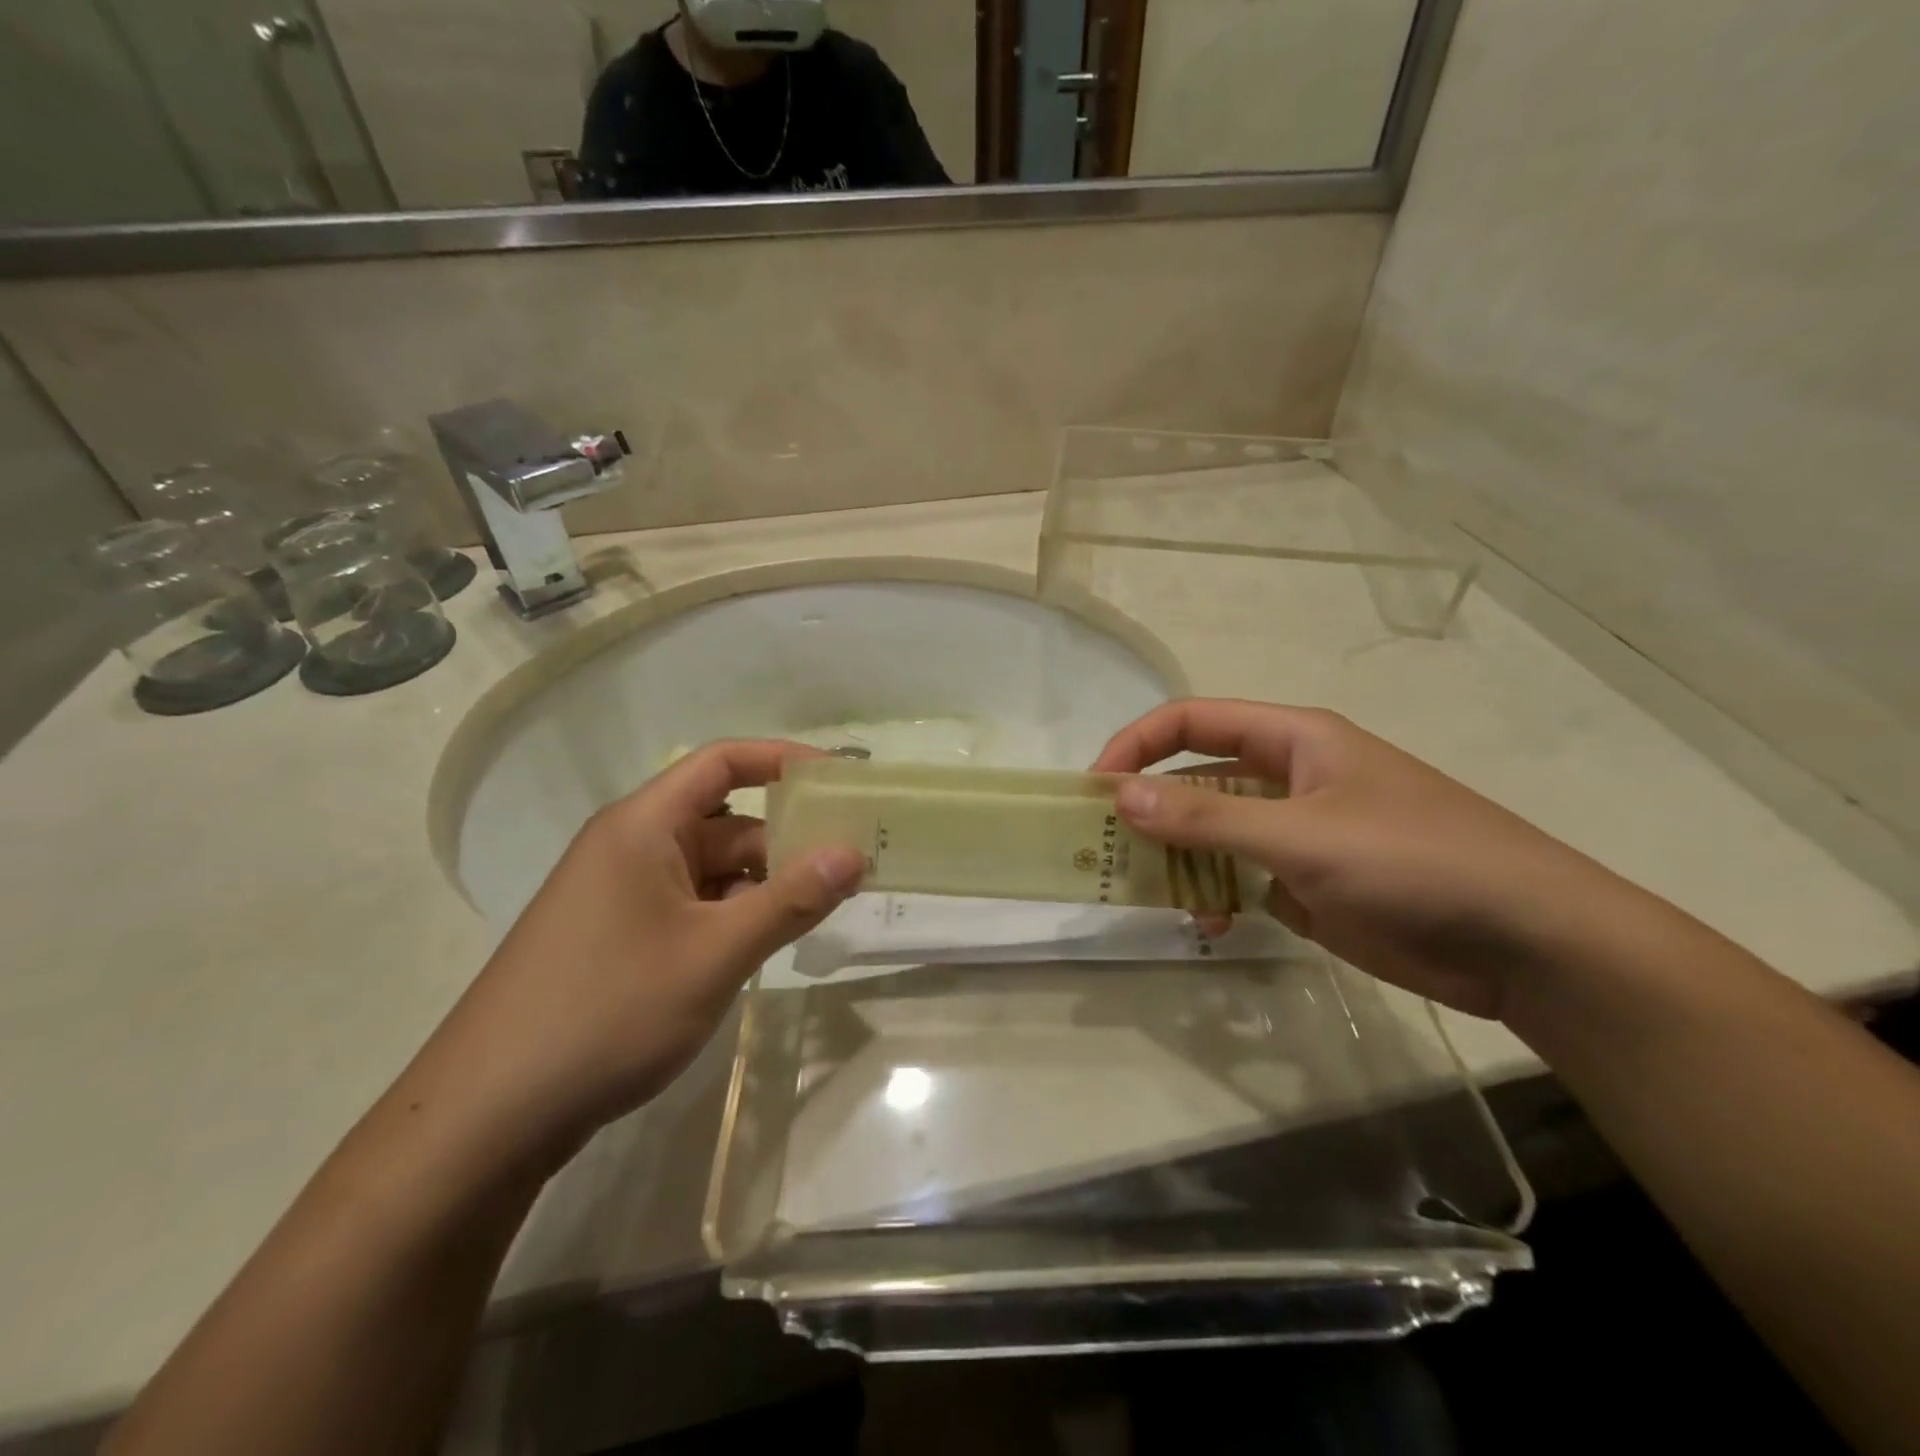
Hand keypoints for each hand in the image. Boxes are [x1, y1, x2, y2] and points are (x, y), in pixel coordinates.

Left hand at [417, 740, 865, 1167]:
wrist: (488, 1116)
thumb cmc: (607, 1012)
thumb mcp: (714, 954)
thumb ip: (789, 901)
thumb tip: (854, 854)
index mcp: (642, 825)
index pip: (722, 762)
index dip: (784, 760)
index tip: (842, 780)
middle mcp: (630, 846)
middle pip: (725, 819)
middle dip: (787, 835)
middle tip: (854, 857)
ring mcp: (622, 894)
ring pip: (712, 868)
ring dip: (765, 881)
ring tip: (826, 903)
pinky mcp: (620, 936)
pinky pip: (692, 905)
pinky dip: (734, 913)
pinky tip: (769, 941)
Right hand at [1093, 699, 1646, 1019]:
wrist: (1528, 942)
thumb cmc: (1414, 861)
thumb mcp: (1301, 835)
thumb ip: (1207, 818)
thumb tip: (1120, 796)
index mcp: (1293, 740)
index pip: (1191, 721)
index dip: (1136, 744)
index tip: (1094, 788)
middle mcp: (1290, 778)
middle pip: (1196, 779)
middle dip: (1151, 809)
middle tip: (1106, 849)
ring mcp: (1300, 833)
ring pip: (1214, 833)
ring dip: (1181, 860)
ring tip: (1161, 896)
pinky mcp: (1310, 883)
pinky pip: (1240, 877)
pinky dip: (1216, 896)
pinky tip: (1213, 924)